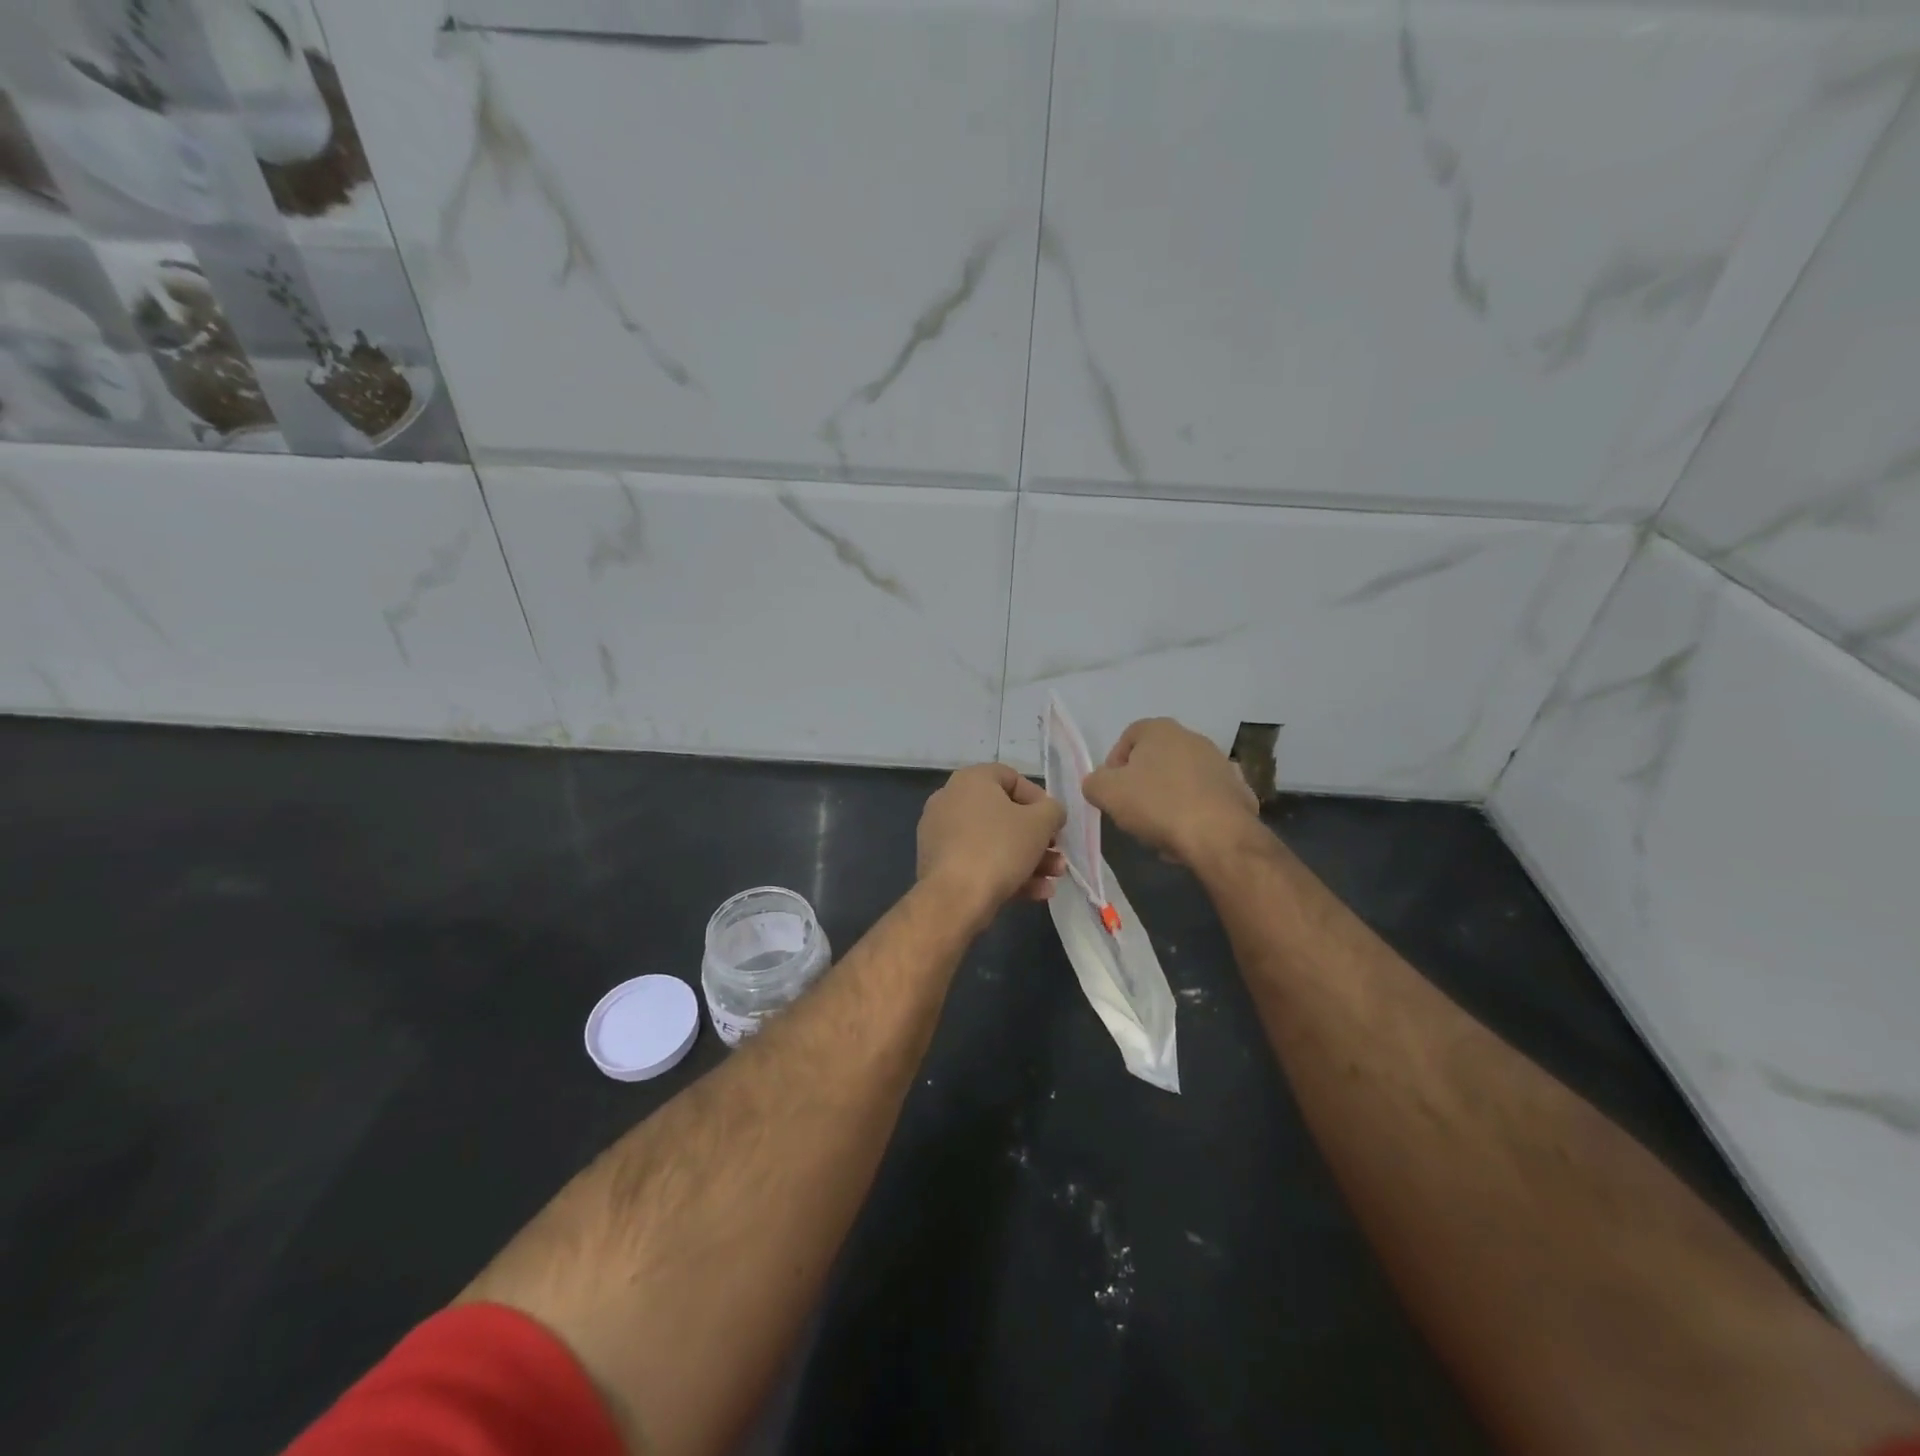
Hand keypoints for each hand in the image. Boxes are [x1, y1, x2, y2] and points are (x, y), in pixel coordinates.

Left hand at [918, 764, 1066, 927]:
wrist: (954, 898)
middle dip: (1037, 837)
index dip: (1039, 799)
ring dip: (1029, 858)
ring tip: (1054, 877)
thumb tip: (1051, 812)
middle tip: (1057, 853)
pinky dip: (1007, 872)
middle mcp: (950, 800)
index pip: (1011, 778)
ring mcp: (941, 834)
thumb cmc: (999, 848)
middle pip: (1004, 815)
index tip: (1054, 822)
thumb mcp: (1041, 823)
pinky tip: (1037, 892)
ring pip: (994, 842)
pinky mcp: (939, 864)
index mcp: (970, 780)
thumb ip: (1053, 810)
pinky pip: (978, 861)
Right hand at [1083, 718, 1258, 865]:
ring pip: (1181, 781)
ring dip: (1167, 801)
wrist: (1219, 836)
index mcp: (1161, 730)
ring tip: (1159, 830)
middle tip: (1132, 812)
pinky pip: (1205, 800)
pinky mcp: (1239, 791)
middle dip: (1142, 785)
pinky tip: (1186, 836)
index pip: (1127, 738)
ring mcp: (1221, 764)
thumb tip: (1098, 784)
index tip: (1111, 792)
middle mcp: (1193, 738)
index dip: (1114, 765)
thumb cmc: (1157, 805)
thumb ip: (1094, 782)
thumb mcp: (1106, 793)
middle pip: (1156, 760)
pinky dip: (1194, 814)